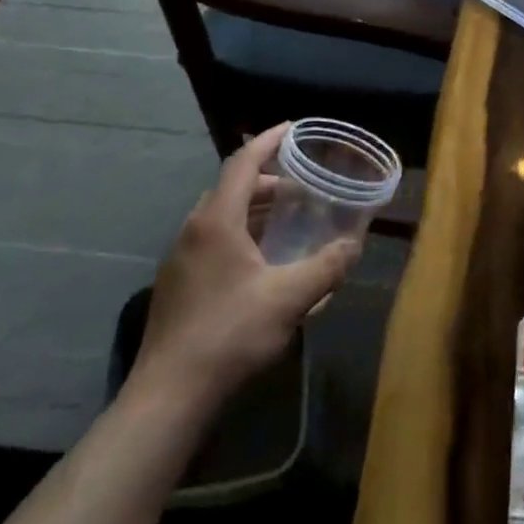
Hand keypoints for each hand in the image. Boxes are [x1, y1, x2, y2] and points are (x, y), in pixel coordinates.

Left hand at [131, 123, 358, 405]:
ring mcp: (180, 258)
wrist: (169, 395)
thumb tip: (354, 244)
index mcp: (217, 221)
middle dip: (267, 179)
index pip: (243, 163)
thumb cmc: (230, 334)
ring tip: (287, 219)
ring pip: (220, 215)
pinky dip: (240, 232)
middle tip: (301, 184)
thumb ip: (327, 267)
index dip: (268, 140)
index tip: (293, 127)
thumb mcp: (289, 298)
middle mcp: (193, 230)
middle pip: (231, 187)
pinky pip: (212, 239)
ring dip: (254, 208)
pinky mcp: (177, 284)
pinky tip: (261, 261)